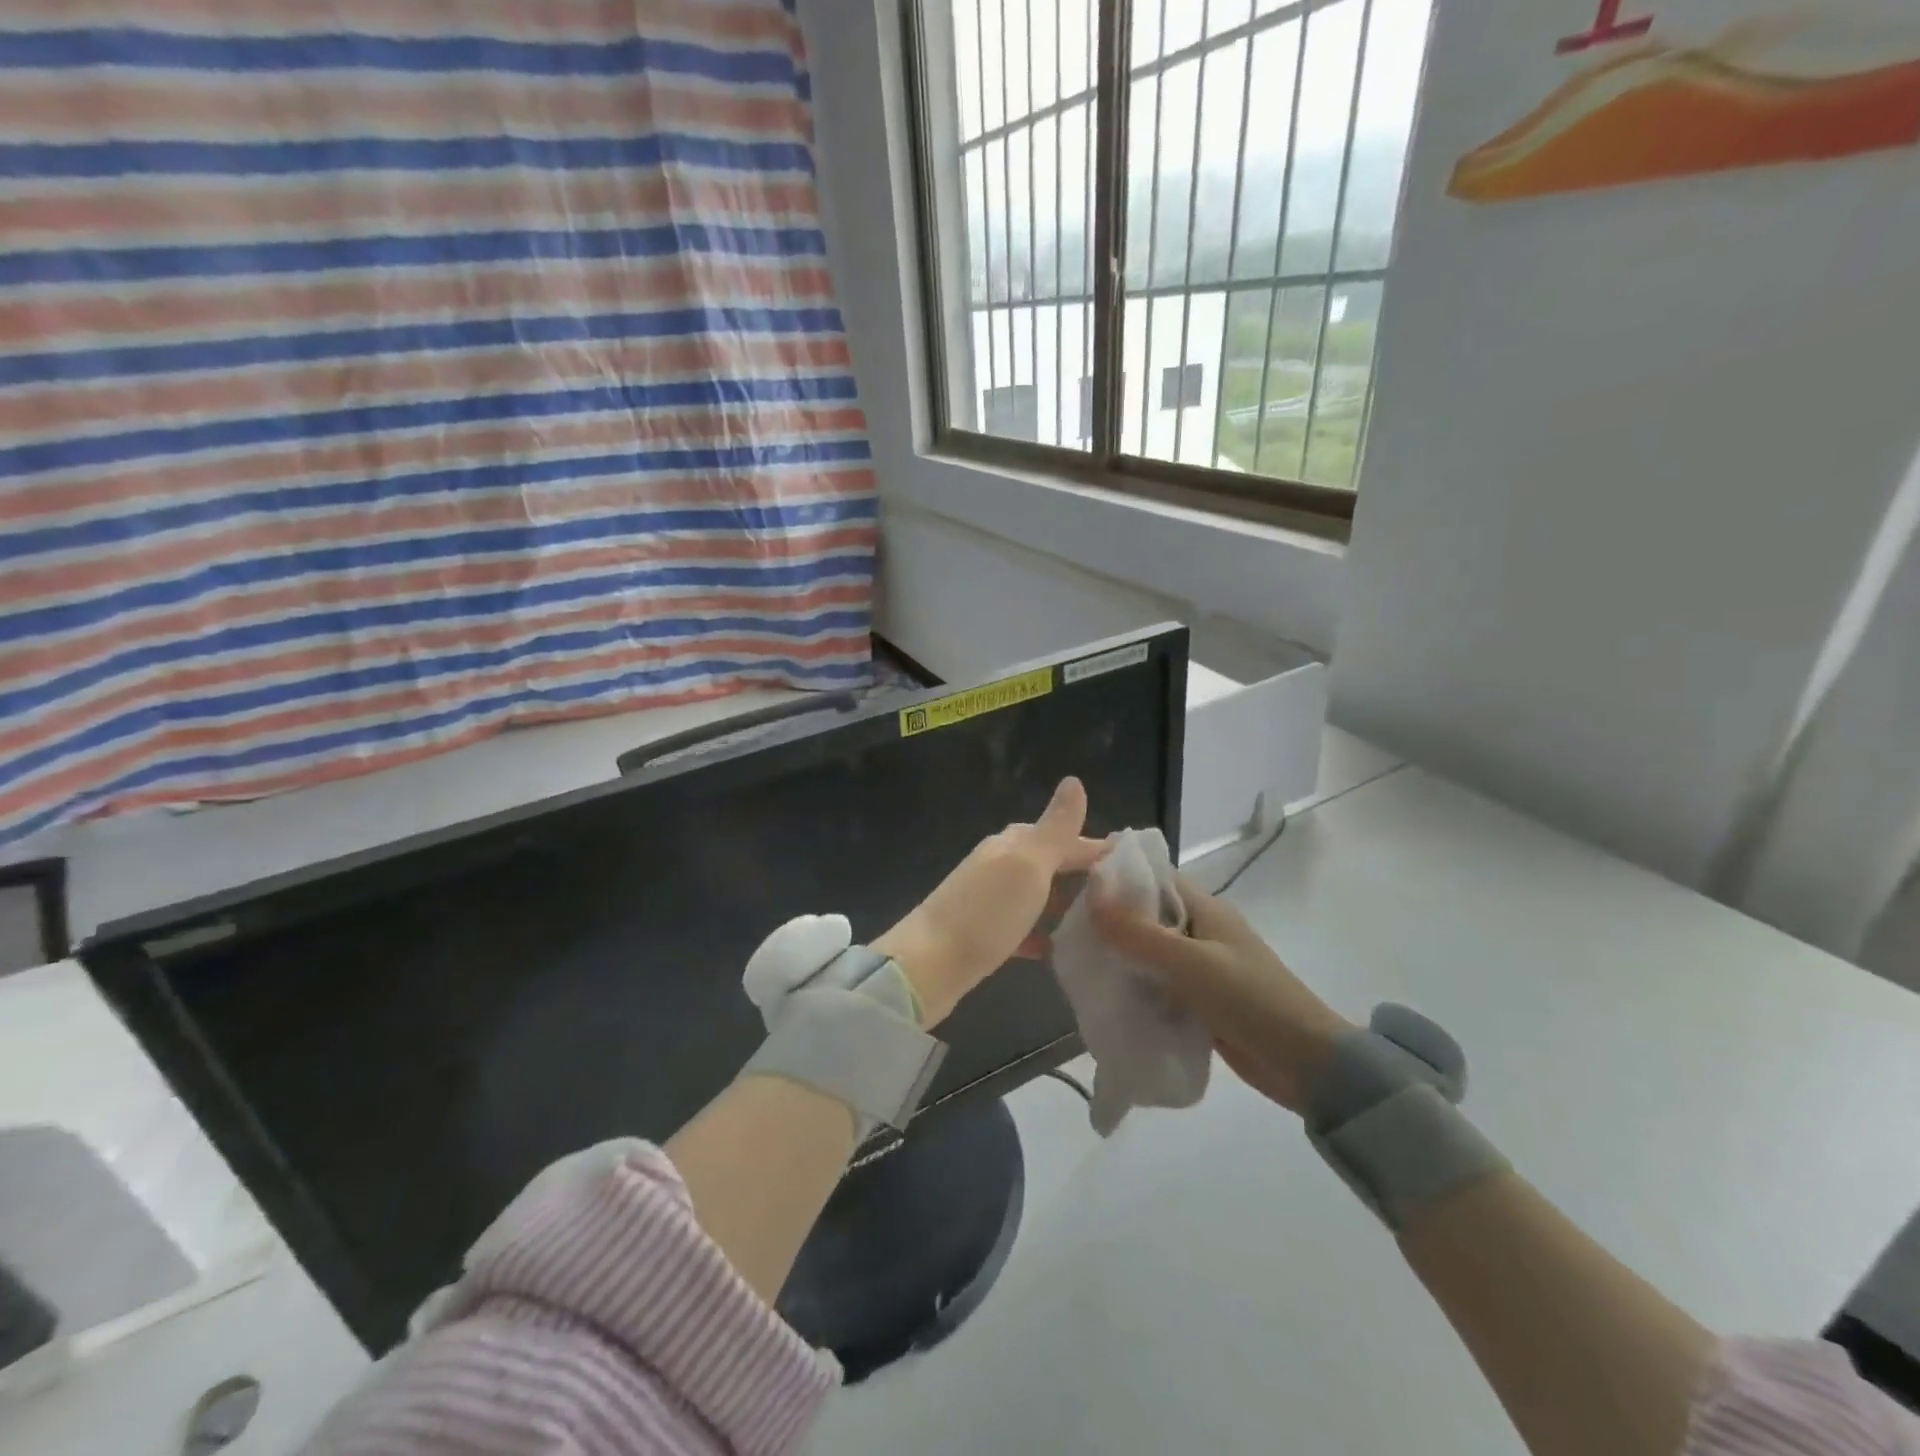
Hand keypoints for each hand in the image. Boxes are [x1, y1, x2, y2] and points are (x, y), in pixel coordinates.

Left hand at [873, 777, 1105, 1027]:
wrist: (928, 965)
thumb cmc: (986, 912)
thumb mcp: (1028, 864)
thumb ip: (1055, 828)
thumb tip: (1074, 781)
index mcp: (1010, 845)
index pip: (1059, 836)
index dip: (1092, 845)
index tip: (1129, 861)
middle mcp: (996, 866)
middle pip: (1045, 861)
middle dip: (1078, 871)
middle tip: (1118, 892)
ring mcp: (985, 900)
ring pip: (1032, 893)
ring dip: (1061, 901)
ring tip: (1097, 919)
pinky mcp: (980, 934)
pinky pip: (1018, 927)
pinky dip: (1039, 933)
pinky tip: (1057, 948)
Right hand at [1091, 874, 1352, 1114]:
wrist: (1306, 1065)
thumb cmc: (1250, 999)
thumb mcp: (1191, 962)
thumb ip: (1138, 933)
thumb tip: (1090, 893)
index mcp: (1204, 908)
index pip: (1152, 877)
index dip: (1115, 876)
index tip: (1072, 883)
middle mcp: (1199, 931)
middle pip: (1145, 916)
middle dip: (1108, 921)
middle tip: (1064, 930)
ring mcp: (1199, 968)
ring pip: (1147, 953)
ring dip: (1118, 958)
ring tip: (1074, 964)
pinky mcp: (1197, 1001)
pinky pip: (1156, 986)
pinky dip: (1133, 989)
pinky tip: (1104, 998)